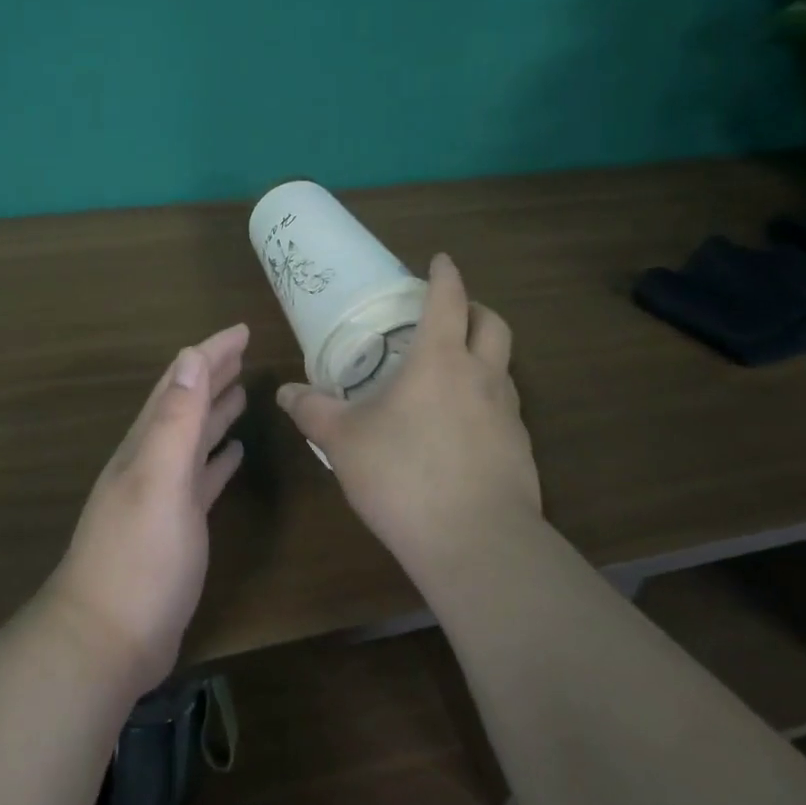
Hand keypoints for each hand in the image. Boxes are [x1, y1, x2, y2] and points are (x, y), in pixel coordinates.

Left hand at [45, 324, 249, 698]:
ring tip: (242, 391)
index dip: (210, 352)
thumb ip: (175, 420)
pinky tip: (232, 454)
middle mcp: (152, 460)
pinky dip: (216, 459)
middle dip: (213, 373)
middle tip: (244, 350)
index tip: (242, 330)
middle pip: (186, 403)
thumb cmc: (138, 556)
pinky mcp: (176, 527)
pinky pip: (200, 479)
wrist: (107, 639)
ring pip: (193, 438)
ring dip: (215, 411)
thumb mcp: (159, 480)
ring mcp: (163, 495)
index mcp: (148, 443)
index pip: (181, 382)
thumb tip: (190, 356)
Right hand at [276, 254, 540, 576]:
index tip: (440, 260)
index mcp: (440, 359)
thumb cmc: (404, 476)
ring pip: (505, 367)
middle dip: (476, 309)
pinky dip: (488, 401)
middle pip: (493, 324)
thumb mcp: (344, 441)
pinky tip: (463, 428)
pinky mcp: (522, 451)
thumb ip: (313, 410)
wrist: (477, 544)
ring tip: (454, 372)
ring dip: (485, 355)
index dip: (445, 274)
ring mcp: (509, 415)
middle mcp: (482, 376)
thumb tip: (283, 392)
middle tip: (452, 314)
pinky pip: (507, 410)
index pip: (449, 299)